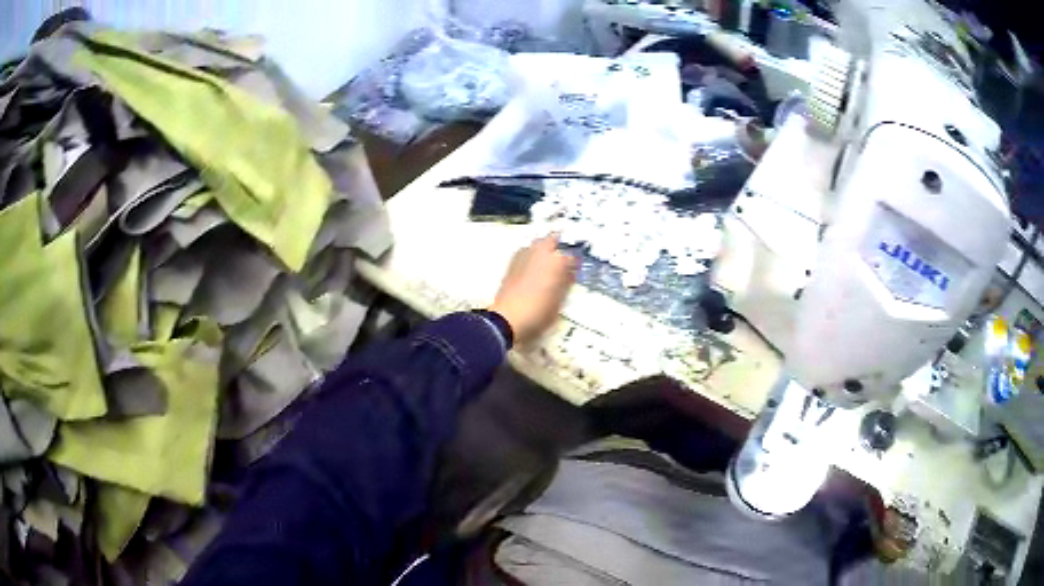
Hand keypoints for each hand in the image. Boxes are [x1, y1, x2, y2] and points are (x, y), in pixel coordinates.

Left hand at [489, 234, 576, 344]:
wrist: (507, 319)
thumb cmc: (539, 313)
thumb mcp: (559, 301)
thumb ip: (565, 284)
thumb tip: (569, 275)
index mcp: (557, 261)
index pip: (572, 258)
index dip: (575, 265)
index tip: (575, 271)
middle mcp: (540, 252)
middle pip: (552, 240)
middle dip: (558, 247)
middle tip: (561, 260)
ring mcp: (524, 255)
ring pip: (537, 244)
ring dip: (543, 250)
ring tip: (546, 263)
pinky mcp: (511, 263)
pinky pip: (525, 253)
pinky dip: (531, 257)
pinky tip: (532, 269)